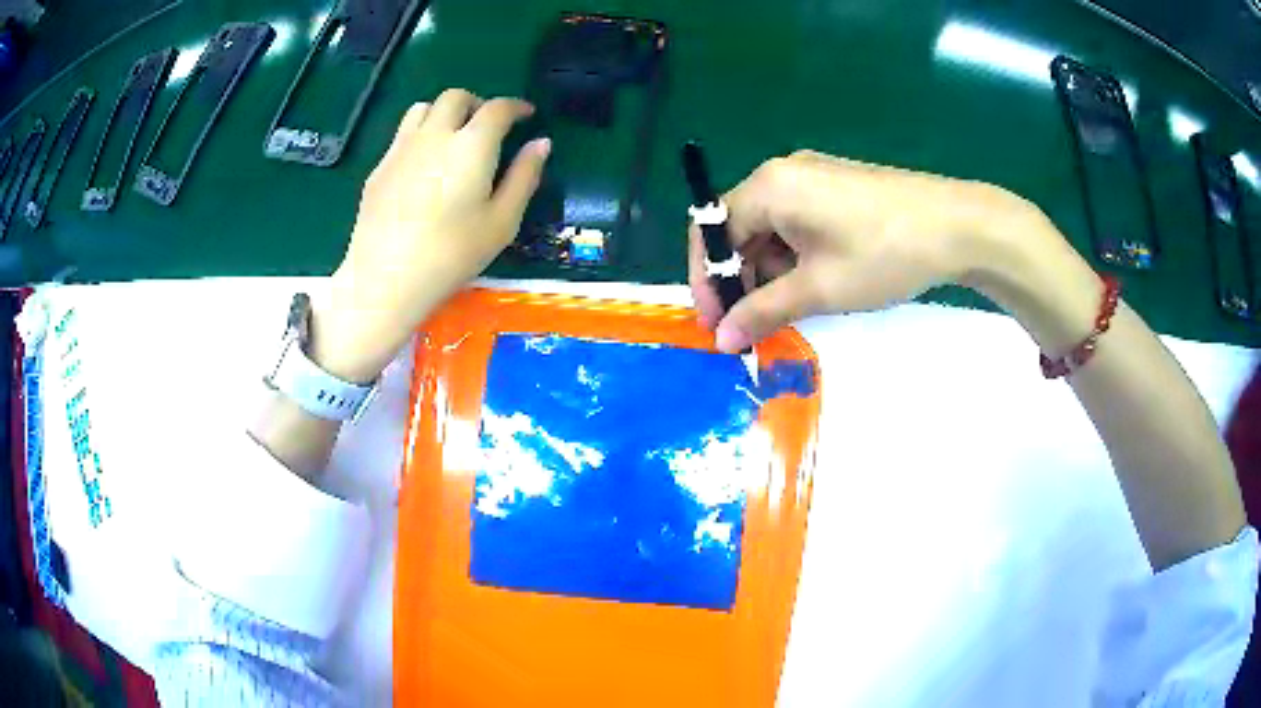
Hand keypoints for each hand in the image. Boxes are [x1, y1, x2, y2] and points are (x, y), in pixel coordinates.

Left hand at [313, 89, 550, 381]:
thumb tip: (541, 143)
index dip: (516, 106)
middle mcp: (435, 134)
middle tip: (488, 125)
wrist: (386, 278)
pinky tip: (423, 164)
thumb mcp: (502, 222)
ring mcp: (401, 148)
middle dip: (477, 103)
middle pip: (456, 97)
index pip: (497, 108)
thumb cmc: (451, 254)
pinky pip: (402, 134)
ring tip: (452, 137)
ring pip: (423, 108)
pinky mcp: (379, 168)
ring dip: (444, 112)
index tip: (526, 115)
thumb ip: (524, 177)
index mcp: (472, 145)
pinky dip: (420, 134)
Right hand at [689, 150, 1038, 351]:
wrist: (958, 226)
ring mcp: (813, 176)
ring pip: (770, 227)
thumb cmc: (883, 254)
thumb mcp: (819, 288)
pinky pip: (797, 221)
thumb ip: (762, 310)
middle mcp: (782, 173)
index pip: (713, 229)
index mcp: (769, 187)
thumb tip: (721, 339)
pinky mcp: (837, 187)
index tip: (716, 323)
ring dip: (769, 270)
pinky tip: (816, 281)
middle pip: (740, 227)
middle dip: (740, 277)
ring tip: (791, 308)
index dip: (708, 279)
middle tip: (753, 324)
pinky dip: (795, 255)